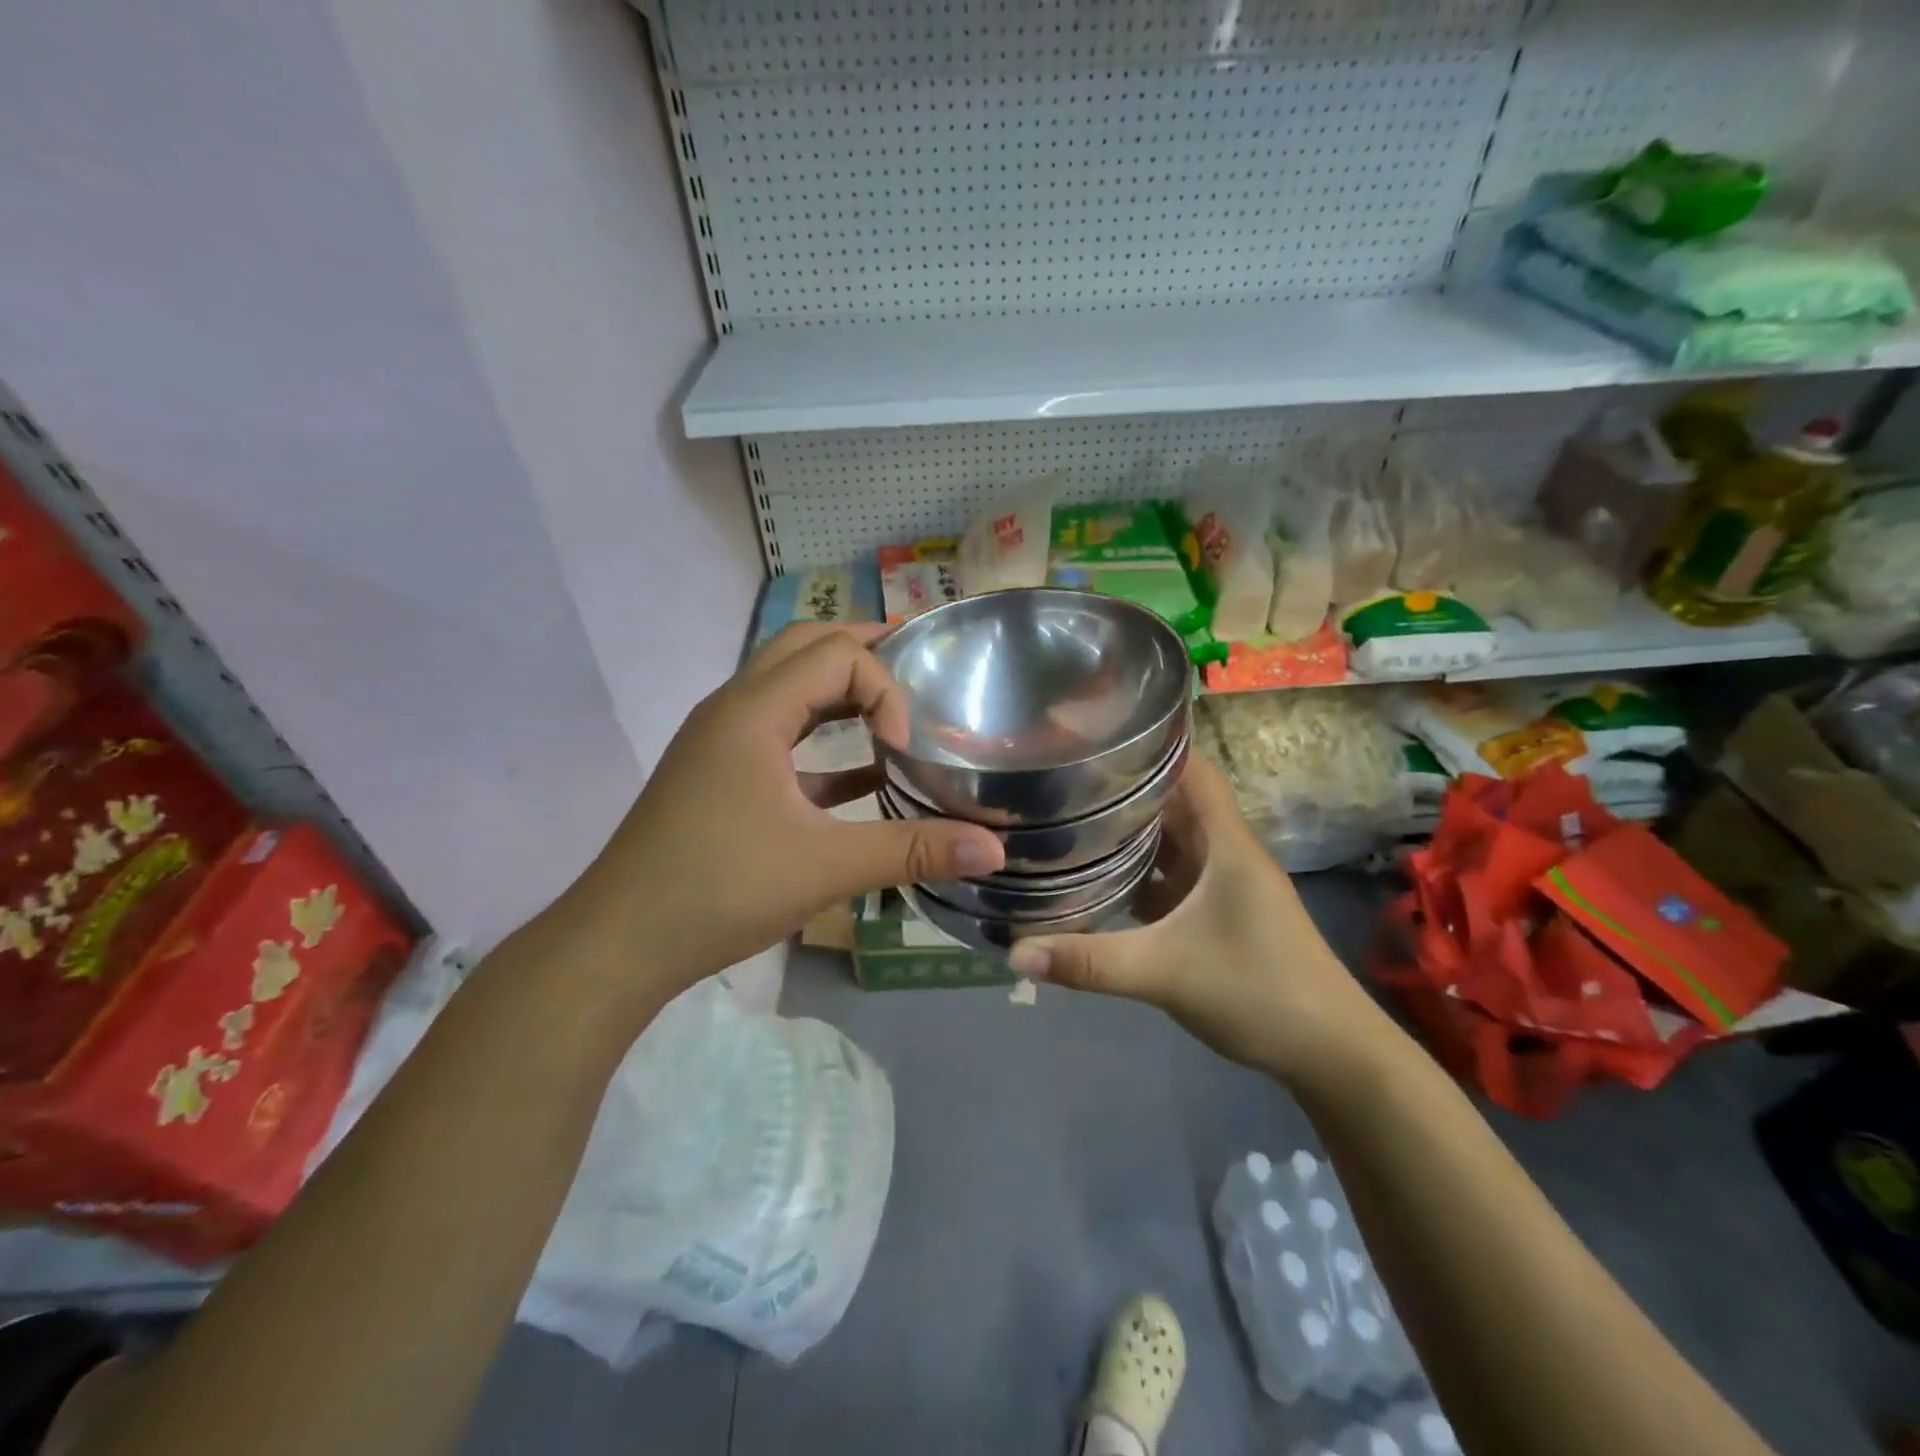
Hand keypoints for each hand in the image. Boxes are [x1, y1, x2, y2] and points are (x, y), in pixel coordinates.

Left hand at [578, 623, 1004, 998]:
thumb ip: (913, 850)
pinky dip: (822, 737)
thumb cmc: (719, 890)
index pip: (835, 655)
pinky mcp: (720, 775)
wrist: (619, 943)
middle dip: (864, 652)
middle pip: (804, 647)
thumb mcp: (826, 867)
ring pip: (788, 687)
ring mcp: (721, 742)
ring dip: (841, 691)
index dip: (884, 689)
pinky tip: (864, 773)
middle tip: (919, 671)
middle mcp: (733, 709)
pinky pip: (780, 734)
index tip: (904, 748)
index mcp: (752, 711)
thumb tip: (995, 849)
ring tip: (896, 710)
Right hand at [1006, 758, 1392, 1085]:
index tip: (1096, 734)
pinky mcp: (1219, 914)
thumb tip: (1014, 952)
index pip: (1192, 768)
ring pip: (1172, 841)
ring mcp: (1224, 885)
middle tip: (1063, 776)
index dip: (1151, 743)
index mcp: (1225, 843)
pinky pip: (1172, 877)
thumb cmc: (1259, 991)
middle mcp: (1226, 852)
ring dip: (1131, 830)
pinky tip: (1100, 878)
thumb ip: (1089, 961)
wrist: (1331, 1053)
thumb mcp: (1165, 972)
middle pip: (1174, 801)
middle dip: (1124, 786)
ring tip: (1070, 816)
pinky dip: (1139, 871)